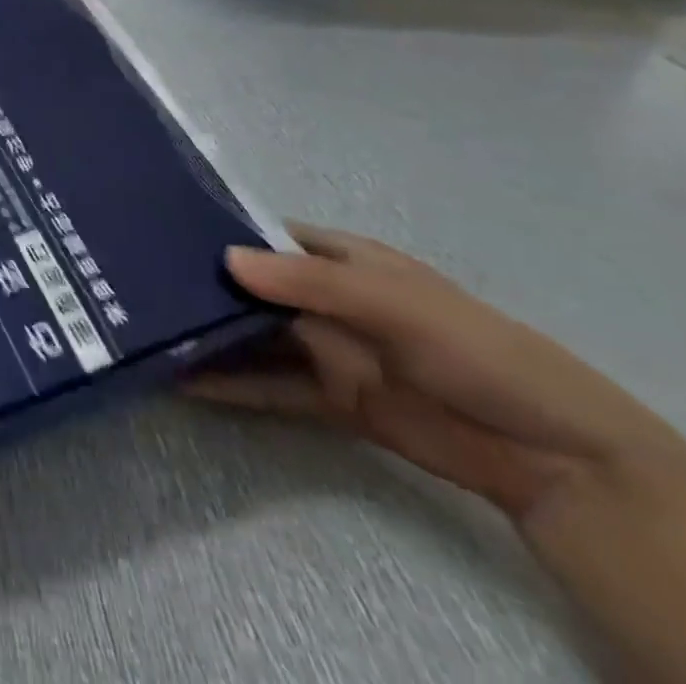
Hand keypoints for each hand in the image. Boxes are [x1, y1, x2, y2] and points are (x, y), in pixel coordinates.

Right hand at [184, 225, 685, 522]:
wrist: (551, 457)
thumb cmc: (473, 350)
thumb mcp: (394, 303)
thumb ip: (310, 282)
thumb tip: (226, 258)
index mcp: (343, 259)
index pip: (267, 234)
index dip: (218, 228)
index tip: (160, 226)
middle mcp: (325, 299)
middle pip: (252, 286)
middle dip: (202, 283)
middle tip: (135, 278)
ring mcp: (327, 350)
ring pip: (253, 336)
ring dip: (209, 335)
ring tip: (146, 328)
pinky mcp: (330, 399)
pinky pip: (268, 386)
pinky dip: (229, 384)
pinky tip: (182, 381)